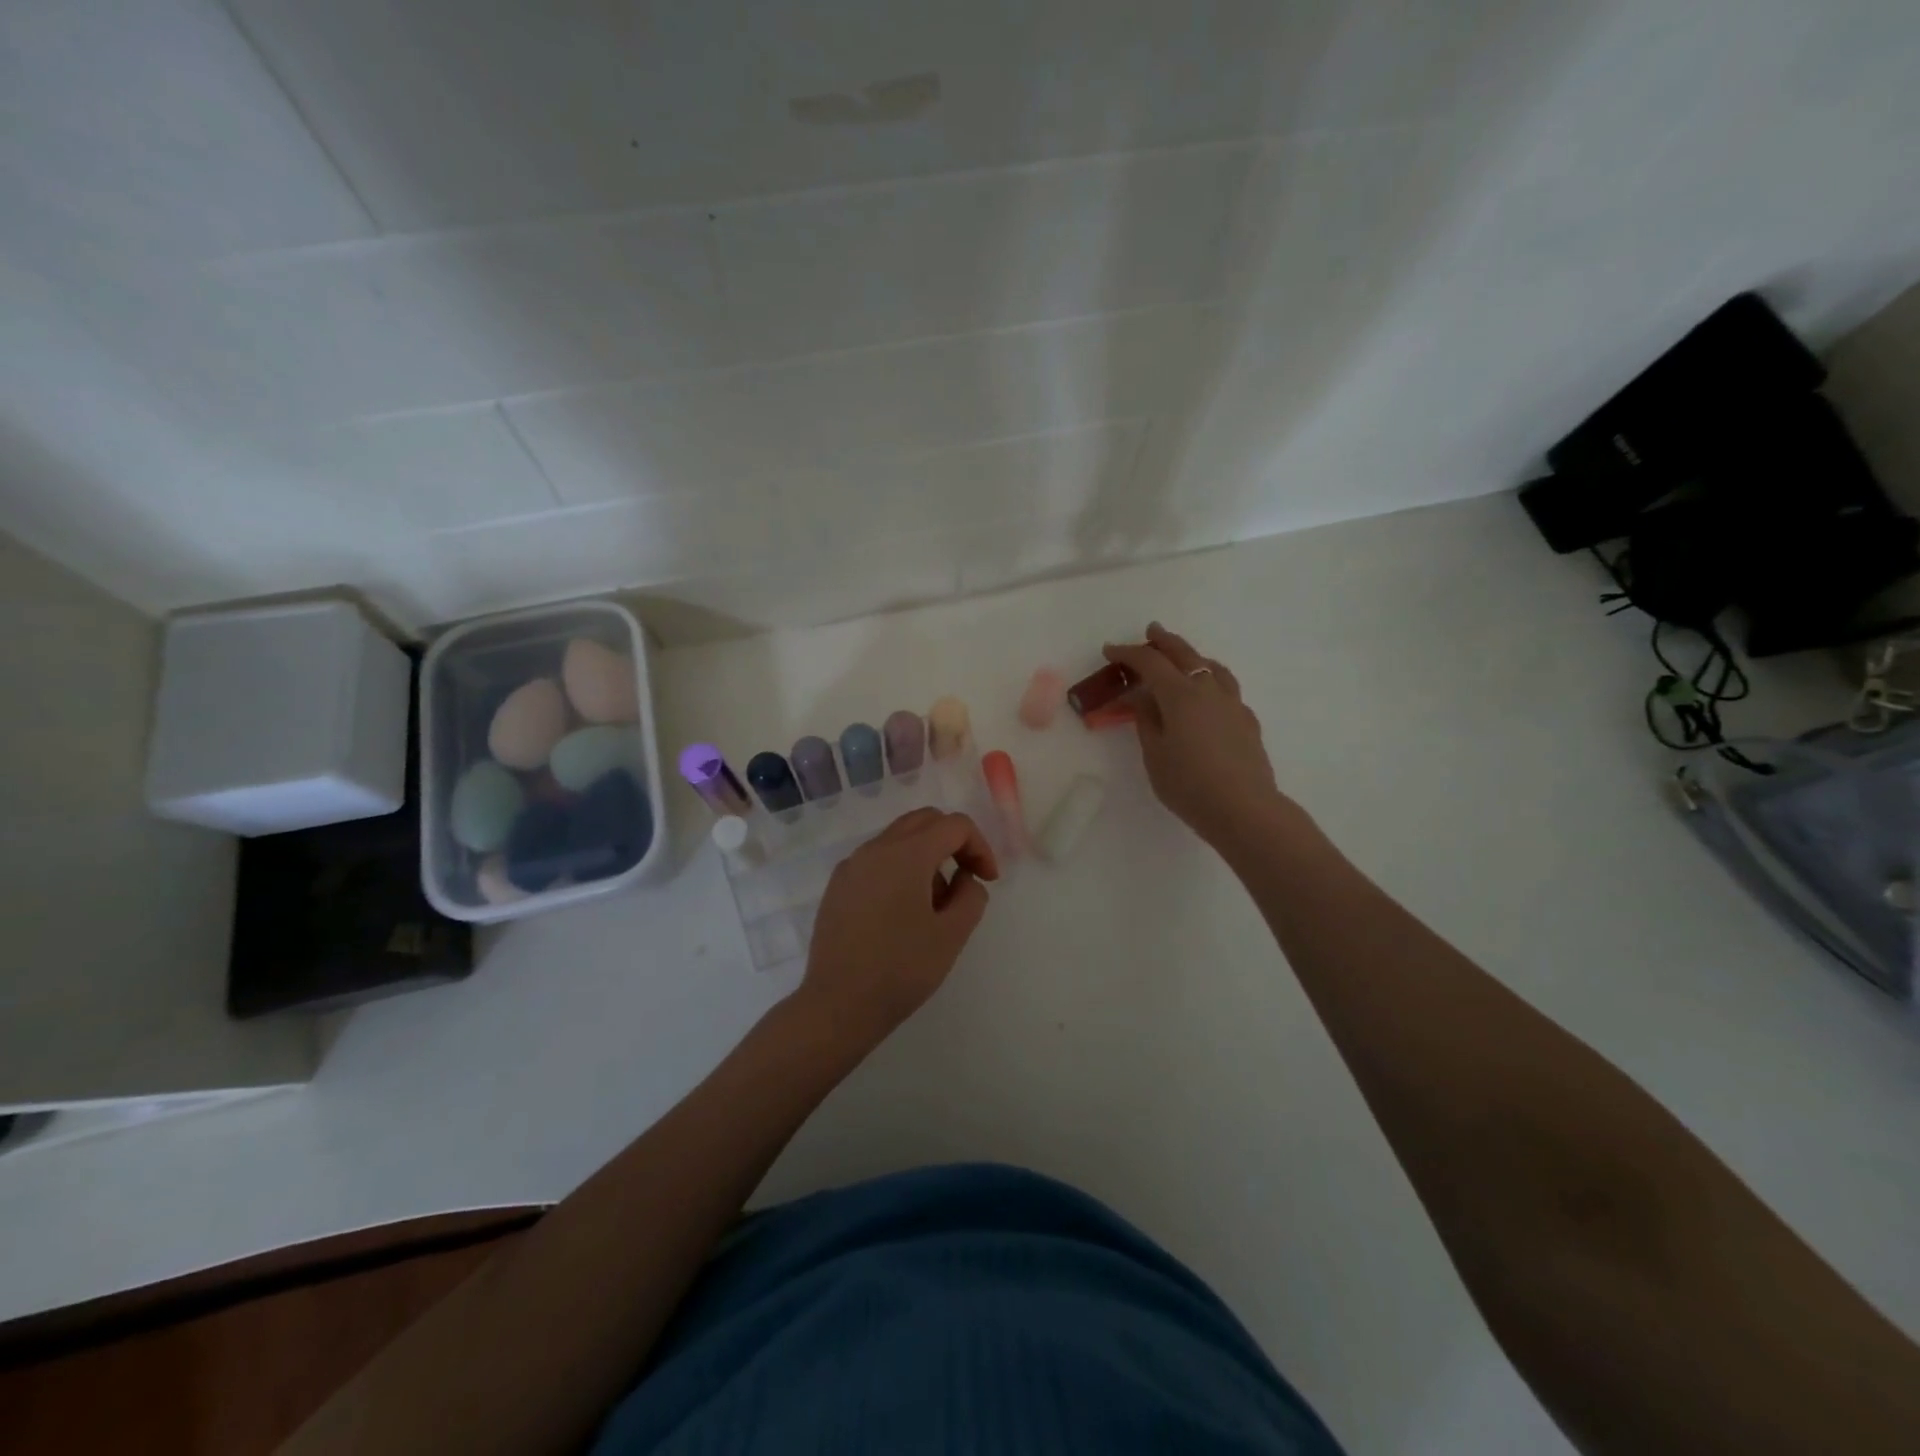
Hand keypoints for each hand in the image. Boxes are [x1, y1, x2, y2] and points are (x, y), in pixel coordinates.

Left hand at [796, 808, 999, 1050]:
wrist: (837, 1004)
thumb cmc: (900, 969)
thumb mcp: (951, 935)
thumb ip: (971, 896)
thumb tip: (964, 879)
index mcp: (906, 854)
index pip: (954, 825)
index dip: (980, 846)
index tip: (988, 881)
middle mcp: (875, 849)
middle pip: (924, 820)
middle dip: (953, 841)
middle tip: (967, 878)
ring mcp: (851, 866)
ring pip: (898, 838)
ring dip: (926, 856)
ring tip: (934, 904)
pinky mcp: (837, 886)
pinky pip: (876, 861)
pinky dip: (899, 869)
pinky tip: (901, 912)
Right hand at [1103, 623, 1294, 849]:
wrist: (1244, 809)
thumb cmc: (1189, 784)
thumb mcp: (1154, 754)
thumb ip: (1147, 721)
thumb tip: (1144, 698)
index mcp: (1180, 695)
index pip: (1150, 662)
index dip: (1128, 653)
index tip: (1110, 651)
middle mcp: (1208, 690)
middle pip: (1184, 654)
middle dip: (1164, 641)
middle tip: (1151, 631)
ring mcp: (1232, 703)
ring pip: (1212, 667)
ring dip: (1193, 656)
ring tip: (1183, 658)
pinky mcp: (1246, 720)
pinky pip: (1226, 688)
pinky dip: (1211, 680)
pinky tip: (1207, 697)